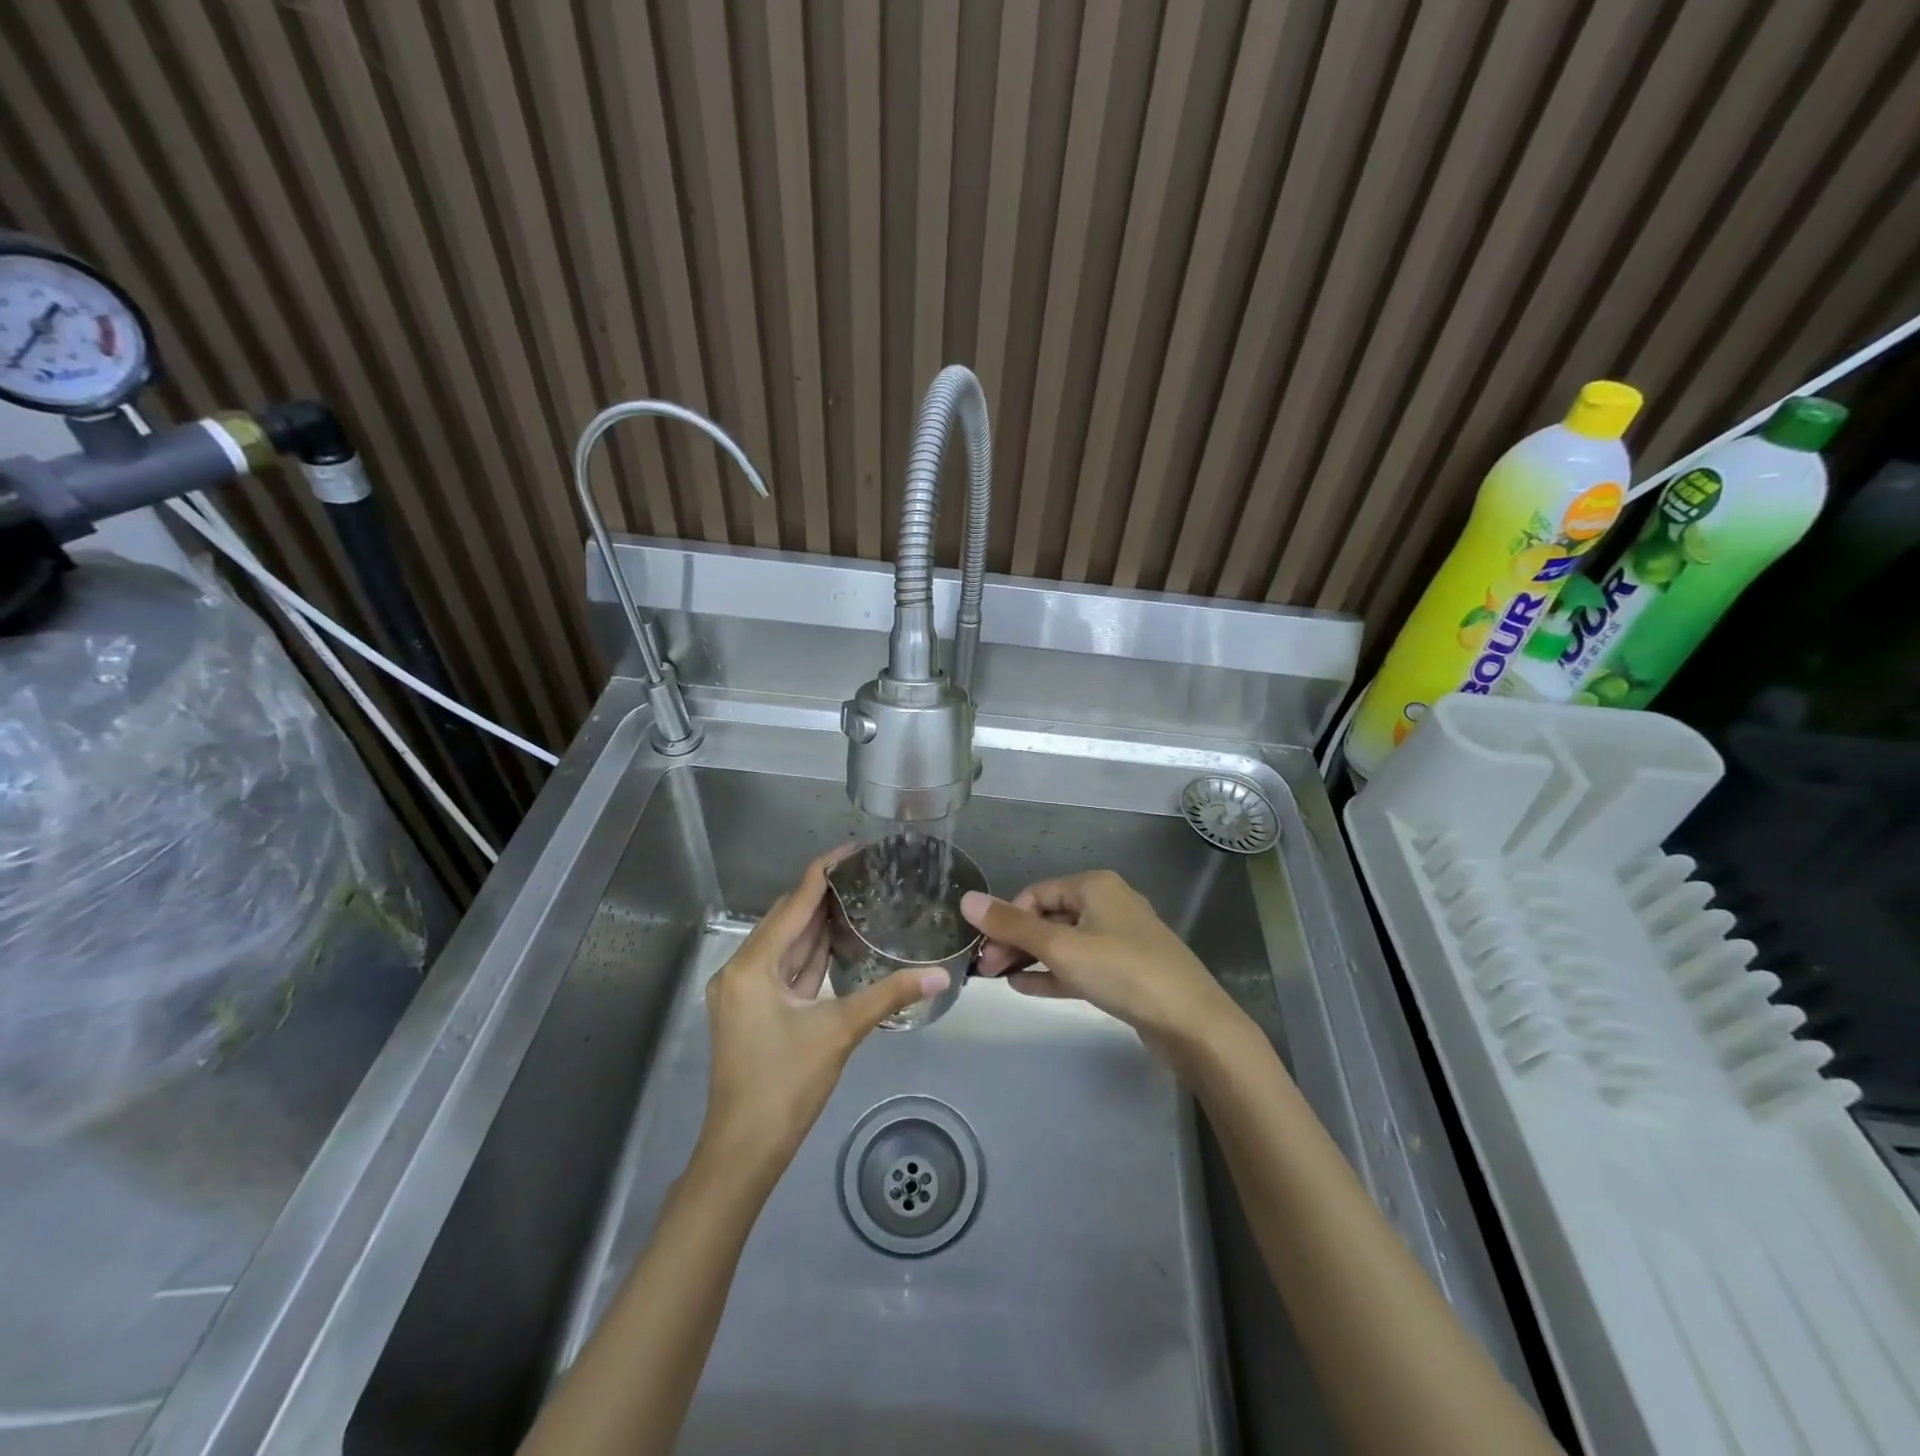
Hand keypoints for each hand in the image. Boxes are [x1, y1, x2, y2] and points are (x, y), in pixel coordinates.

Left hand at [699, 848, 948, 1189]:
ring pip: (786, 944)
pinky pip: (785, 968)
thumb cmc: (785, 1086)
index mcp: (753, 965)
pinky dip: (810, 954)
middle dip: (823, 895)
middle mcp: (742, 968)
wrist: (743, 1151)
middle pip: (786, 919)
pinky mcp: (752, 1009)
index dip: (824, 872)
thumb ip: (889, 996)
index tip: (854, 850)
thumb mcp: (839, 1033)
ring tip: (859, 899)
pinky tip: (838, 942)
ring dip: (817, 924)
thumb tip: (938, 975)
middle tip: (867, 875)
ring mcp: (744, 991)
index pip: (793, 903)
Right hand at [960, 870, 1243, 1061]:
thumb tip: (967, 900)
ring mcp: (1119, 940)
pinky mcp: (1125, 972)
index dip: (1006, 917)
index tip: (982, 948)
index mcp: (1095, 886)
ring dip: (1029, 958)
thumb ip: (1012, 925)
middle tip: (984, 969)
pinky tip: (1023, 988)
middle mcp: (1107, 904)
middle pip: (1049, 917)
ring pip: (1063, 943)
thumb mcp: (1061, 947)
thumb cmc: (1123, 972)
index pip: (1036, 893)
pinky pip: (1079, 966)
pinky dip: (1052, 974)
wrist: (1192, 1023)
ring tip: (997, 978)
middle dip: (1015, 940)